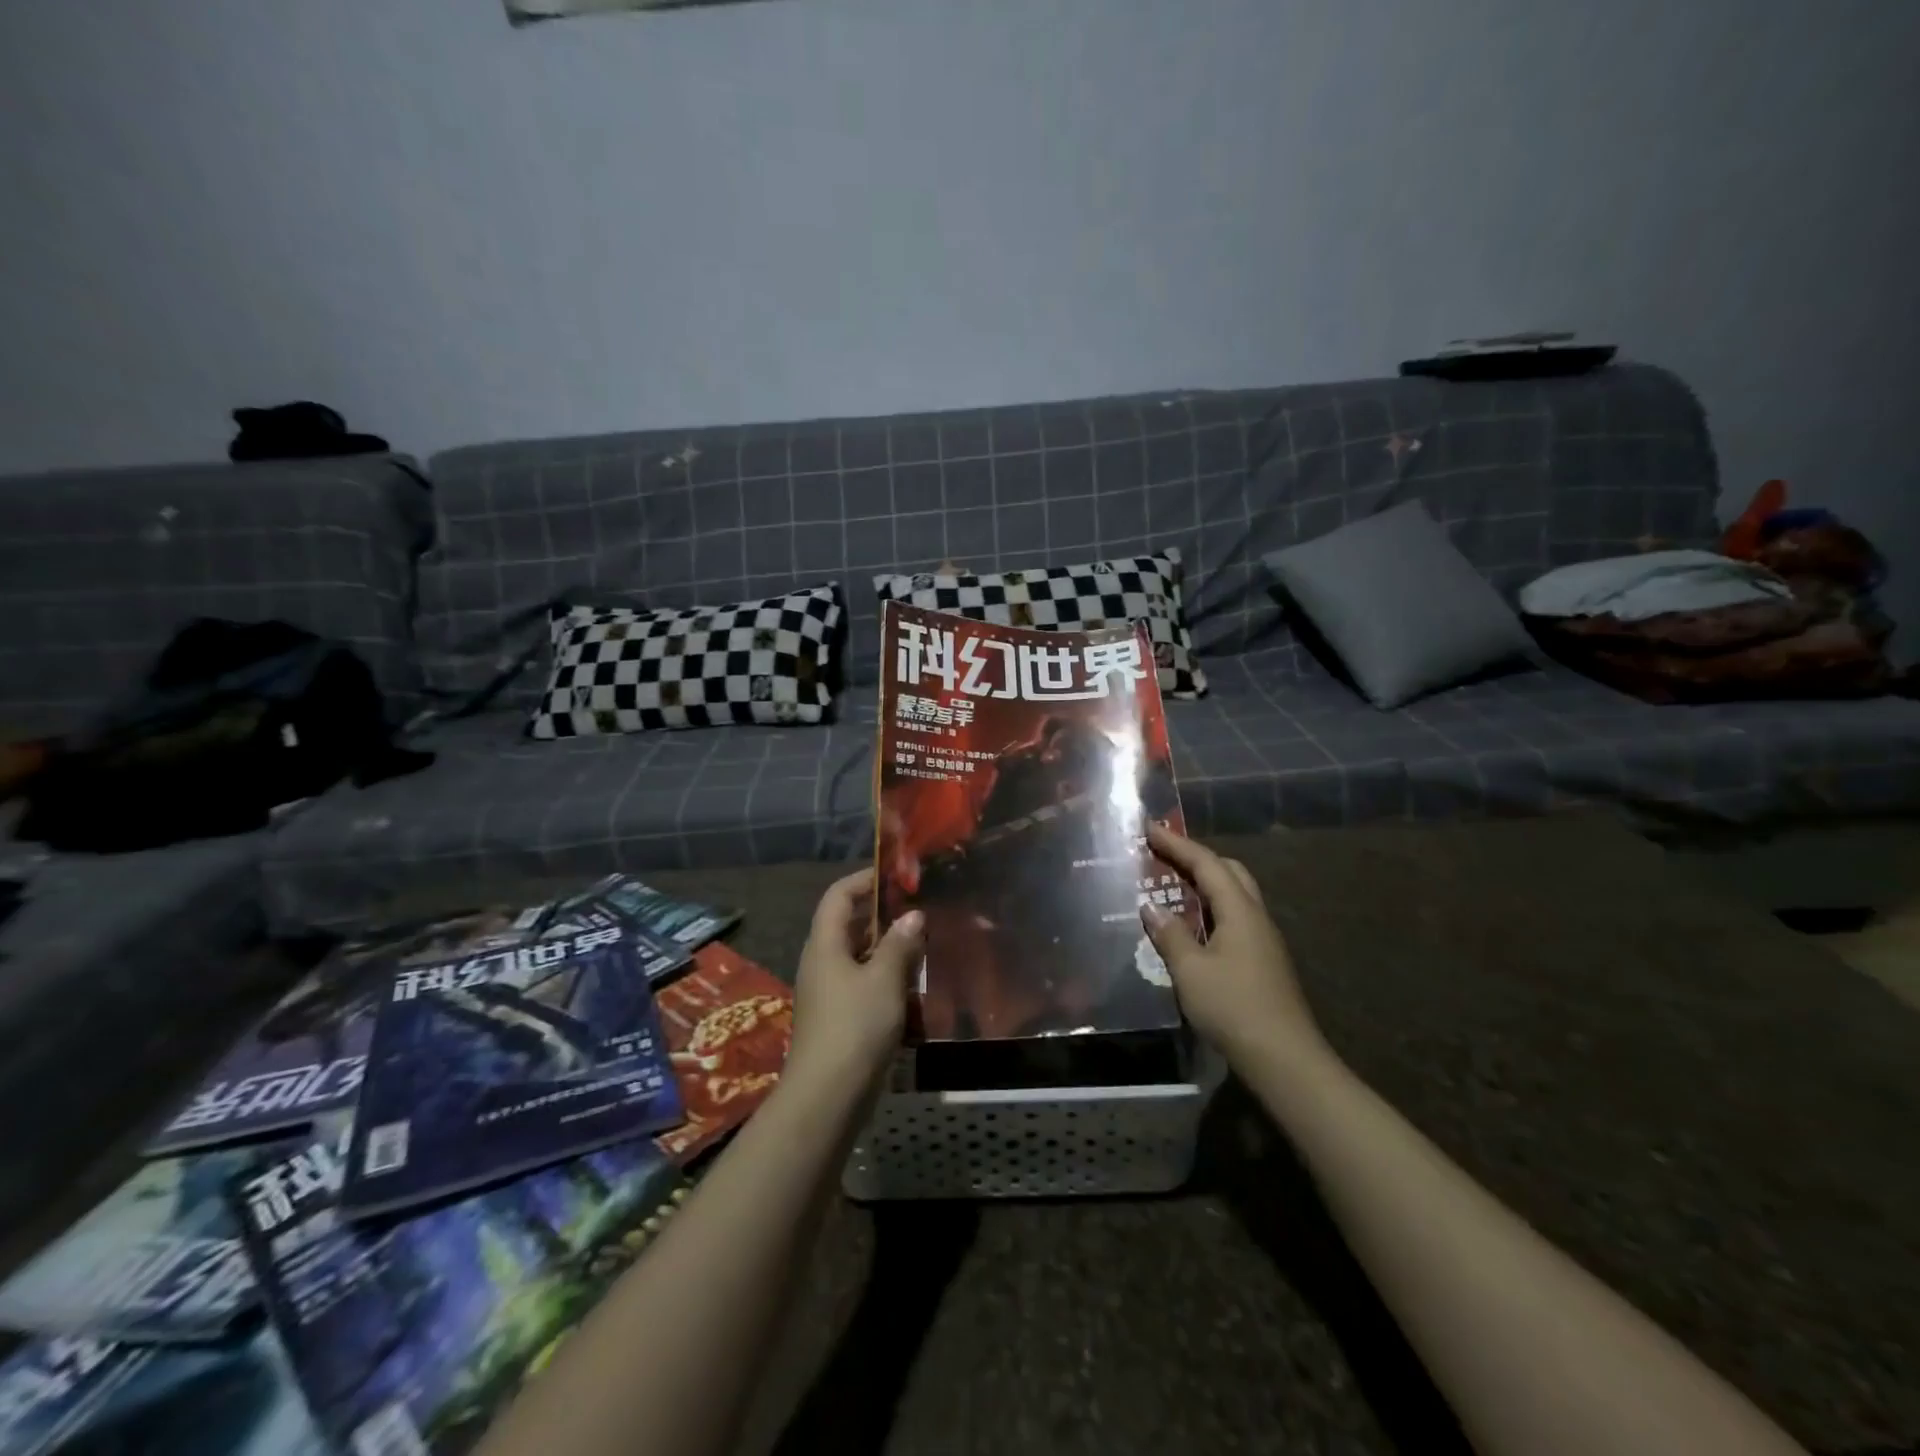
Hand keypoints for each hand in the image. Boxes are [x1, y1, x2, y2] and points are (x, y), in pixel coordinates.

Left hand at [785, 869, 924, 1101]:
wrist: (827, 1097)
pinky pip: (862, 985)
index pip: (838, 896)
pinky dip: (885, 979)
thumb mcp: (884, 980)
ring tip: (922, 946)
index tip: (896, 875)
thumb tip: (913, 915)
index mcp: (825, 945)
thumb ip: (900, 944)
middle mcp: (821, 963)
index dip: (864, 880)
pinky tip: (912, 988)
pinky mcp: (838, 1018)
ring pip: (858, 957)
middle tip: (918, 910)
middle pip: (848, 925)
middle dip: (882, 916)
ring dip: (887, 950)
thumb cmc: (855, 1027)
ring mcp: (827, 992)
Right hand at [1140, 823, 1324, 1068]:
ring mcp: (1263, 941)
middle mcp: (1256, 917)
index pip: (1207, 863)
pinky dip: (1209, 909)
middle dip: (1196, 857)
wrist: (1284, 1059)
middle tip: (1163, 855)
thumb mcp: (1191, 970)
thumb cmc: (1234, 1007)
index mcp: (1240, 911)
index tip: (1149, 828)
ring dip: (1203, 884)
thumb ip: (1170, 934)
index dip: (1177, 843)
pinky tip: (1191, 926)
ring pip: (1234, 896)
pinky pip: (1233, 918)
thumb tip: (1150, 906)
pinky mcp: (1262, 962)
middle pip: (1229, 871)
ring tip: (1171, 885)